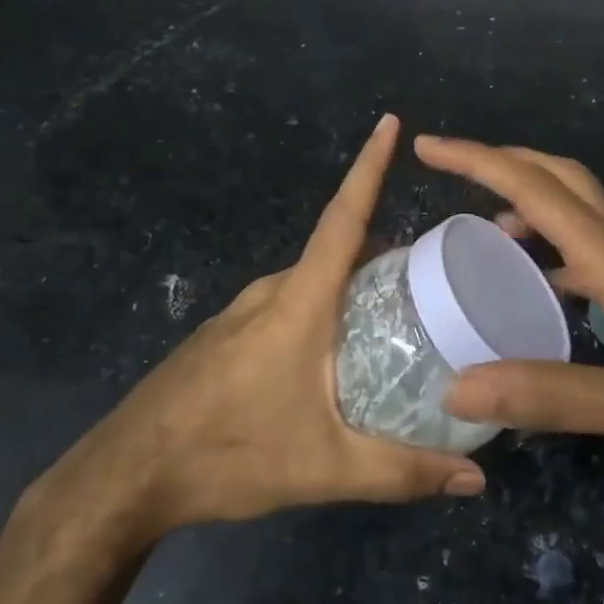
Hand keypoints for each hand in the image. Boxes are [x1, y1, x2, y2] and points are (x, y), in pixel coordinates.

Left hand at [41, 116, 485, 538]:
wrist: (127, 476)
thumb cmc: (228, 456)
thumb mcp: (325, 468)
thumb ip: (403, 471)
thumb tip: (476, 481)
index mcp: (298, 302)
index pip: (343, 218)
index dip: (369, 167)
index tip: (389, 122)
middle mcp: (270, 292)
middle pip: (336, 251)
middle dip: (385, 251)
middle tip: (438, 274)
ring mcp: (242, 311)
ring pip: (312, 281)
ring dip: (353, 286)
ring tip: (400, 314)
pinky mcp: (226, 334)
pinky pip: (288, 303)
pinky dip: (323, 308)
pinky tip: (338, 351)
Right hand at [414, 136, 603, 461]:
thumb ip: (553, 395)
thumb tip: (458, 388)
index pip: (534, 187)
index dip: (476, 160)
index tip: (428, 146)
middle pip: (556, 177)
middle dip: (499, 162)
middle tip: (448, 170)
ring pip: (577, 206)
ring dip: (526, 200)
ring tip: (483, 230)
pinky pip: (593, 242)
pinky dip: (554, 243)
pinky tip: (545, 282)